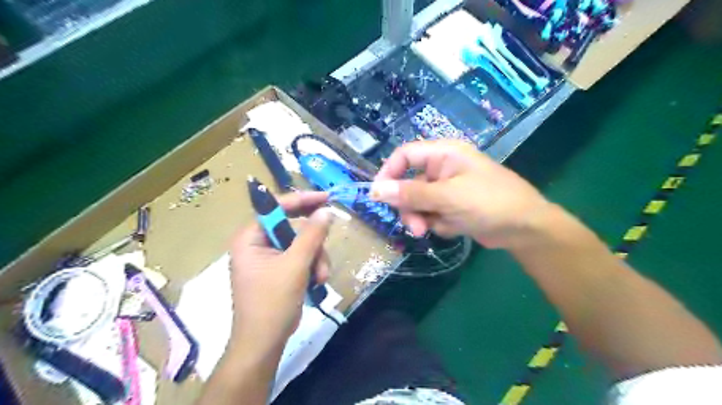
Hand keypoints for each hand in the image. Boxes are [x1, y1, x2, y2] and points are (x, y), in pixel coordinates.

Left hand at [227, 192, 332, 351]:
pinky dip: (312, 266)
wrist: (264, 342)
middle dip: (313, 243)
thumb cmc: (272, 302)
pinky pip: (301, 256)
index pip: (276, 207)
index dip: (302, 200)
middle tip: (324, 252)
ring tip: (320, 277)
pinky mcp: (279, 268)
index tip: (327, 198)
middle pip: (293, 226)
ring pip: (302, 243)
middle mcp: (257, 242)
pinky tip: (316, 281)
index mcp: (250, 237)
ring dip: (316, 258)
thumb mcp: (295, 265)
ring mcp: (268, 256)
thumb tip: (326, 210)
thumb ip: (312, 235)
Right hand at [373, 141, 547, 247]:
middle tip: (413, 226)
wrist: (525, 228)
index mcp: (443, 154)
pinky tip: (453, 228)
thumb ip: (410, 194)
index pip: (404, 155)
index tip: (377, 196)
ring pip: (418, 201)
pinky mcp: (452, 206)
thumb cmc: (489, 202)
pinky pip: (431, 213)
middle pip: (408, 183)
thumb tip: (375, 191)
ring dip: (421, 217)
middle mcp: (443, 168)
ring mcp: (447, 188)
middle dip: (408, 205)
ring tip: (429, 231)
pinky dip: (437, 223)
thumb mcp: (447, 197)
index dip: (388, 173)